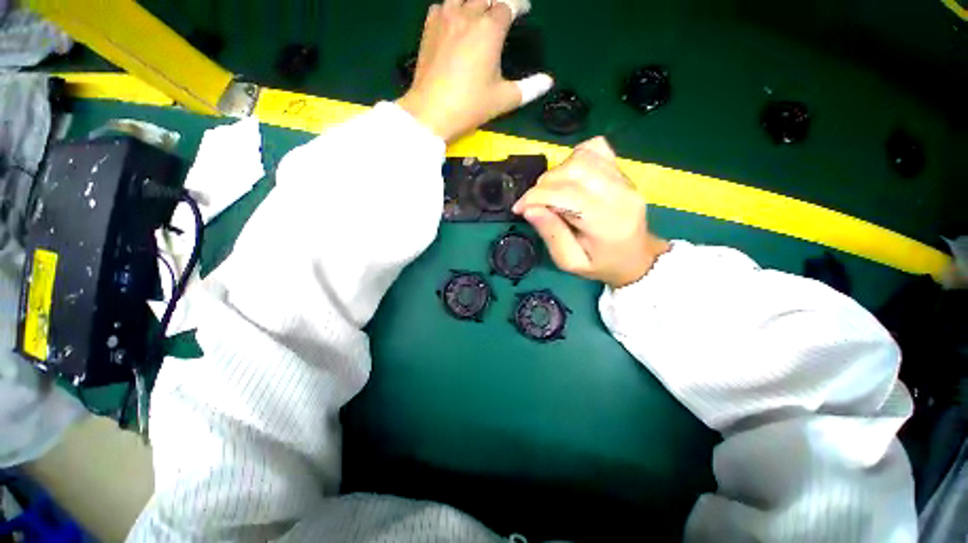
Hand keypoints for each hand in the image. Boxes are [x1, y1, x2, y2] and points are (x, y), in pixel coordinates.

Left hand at [397, 0, 552, 141]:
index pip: (509, 5)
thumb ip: (529, 89)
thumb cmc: (470, 106)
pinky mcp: (428, 29)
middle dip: (498, 0)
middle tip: (503, 11)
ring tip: (480, 11)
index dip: (519, 5)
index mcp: (489, 29)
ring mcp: (445, 19)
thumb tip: (549, 81)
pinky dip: (452, 8)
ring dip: (474, 1)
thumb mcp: (503, 99)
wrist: (431, 112)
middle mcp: (467, 15)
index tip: (524, 11)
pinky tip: (455, 20)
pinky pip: (442, 6)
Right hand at [513, 137, 669, 287]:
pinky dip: (574, 158)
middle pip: (573, 171)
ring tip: (552, 192)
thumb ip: (551, 235)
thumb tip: (530, 209)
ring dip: (556, 172)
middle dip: (543, 185)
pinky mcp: (622, 171)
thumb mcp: (570, 262)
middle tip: (535, 204)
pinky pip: (595, 148)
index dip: (536, 196)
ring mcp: (624, 178)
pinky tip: (569, 177)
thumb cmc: (600, 264)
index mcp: (607, 222)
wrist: (635, 256)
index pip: (566, 194)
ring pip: (581, 157)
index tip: (519, 208)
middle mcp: (620, 194)